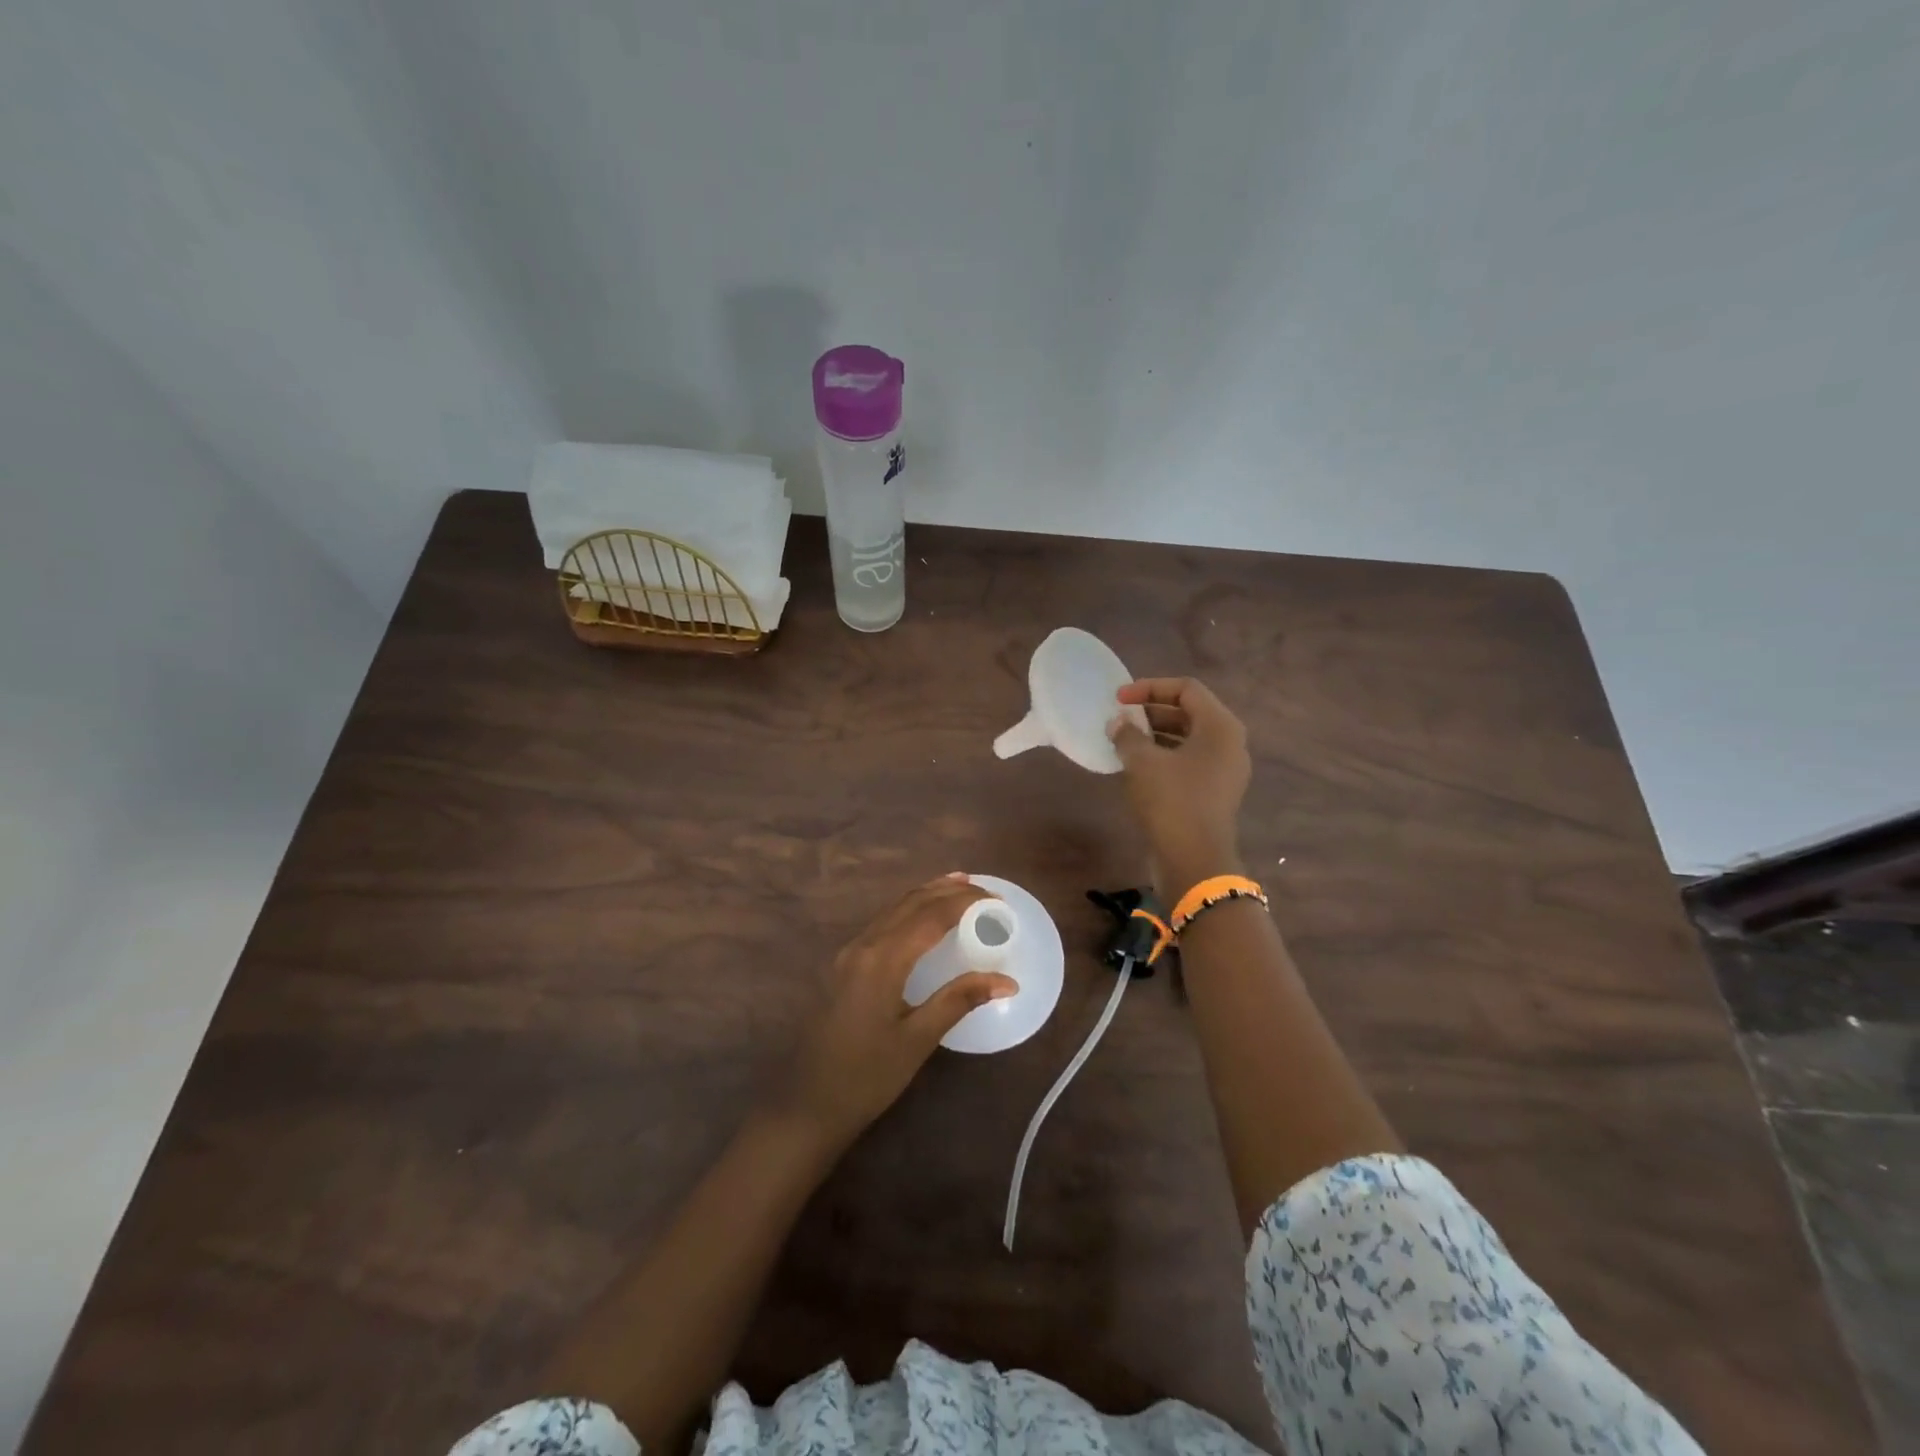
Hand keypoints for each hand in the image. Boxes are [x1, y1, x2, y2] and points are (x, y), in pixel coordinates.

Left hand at [780, 874, 1017, 1145]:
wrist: (807, 1104)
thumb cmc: (867, 1077)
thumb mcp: (918, 1040)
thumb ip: (959, 1001)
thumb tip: (1007, 981)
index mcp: (883, 959)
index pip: (931, 915)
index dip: (966, 902)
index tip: (997, 900)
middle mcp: (864, 945)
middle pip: (910, 903)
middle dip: (947, 890)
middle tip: (982, 888)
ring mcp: (849, 953)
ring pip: (894, 909)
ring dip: (927, 895)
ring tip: (957, 887)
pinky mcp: (844, 965)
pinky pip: (882, 923)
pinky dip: (909, 911)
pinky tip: (922, 919)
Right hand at [1108, 677, 1251, 899]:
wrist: (1194, 860)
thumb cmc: (1171, 801)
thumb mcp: (1142, 762)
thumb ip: (1128, 736)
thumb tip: (1118, 725)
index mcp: (1220, 727)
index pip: (1186, 689)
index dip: (1150, 688)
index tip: (1119, 699)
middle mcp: (1229, 744)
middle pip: (1189, 712)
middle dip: (1151, 712)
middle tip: (1120, 719)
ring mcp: (1224, 770)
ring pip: (1187, 739)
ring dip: (1155, 735)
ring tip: (1123, 741)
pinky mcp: (1214, 792)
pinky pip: (1188, 761)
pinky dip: (1163, 757)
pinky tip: (1136, 767)